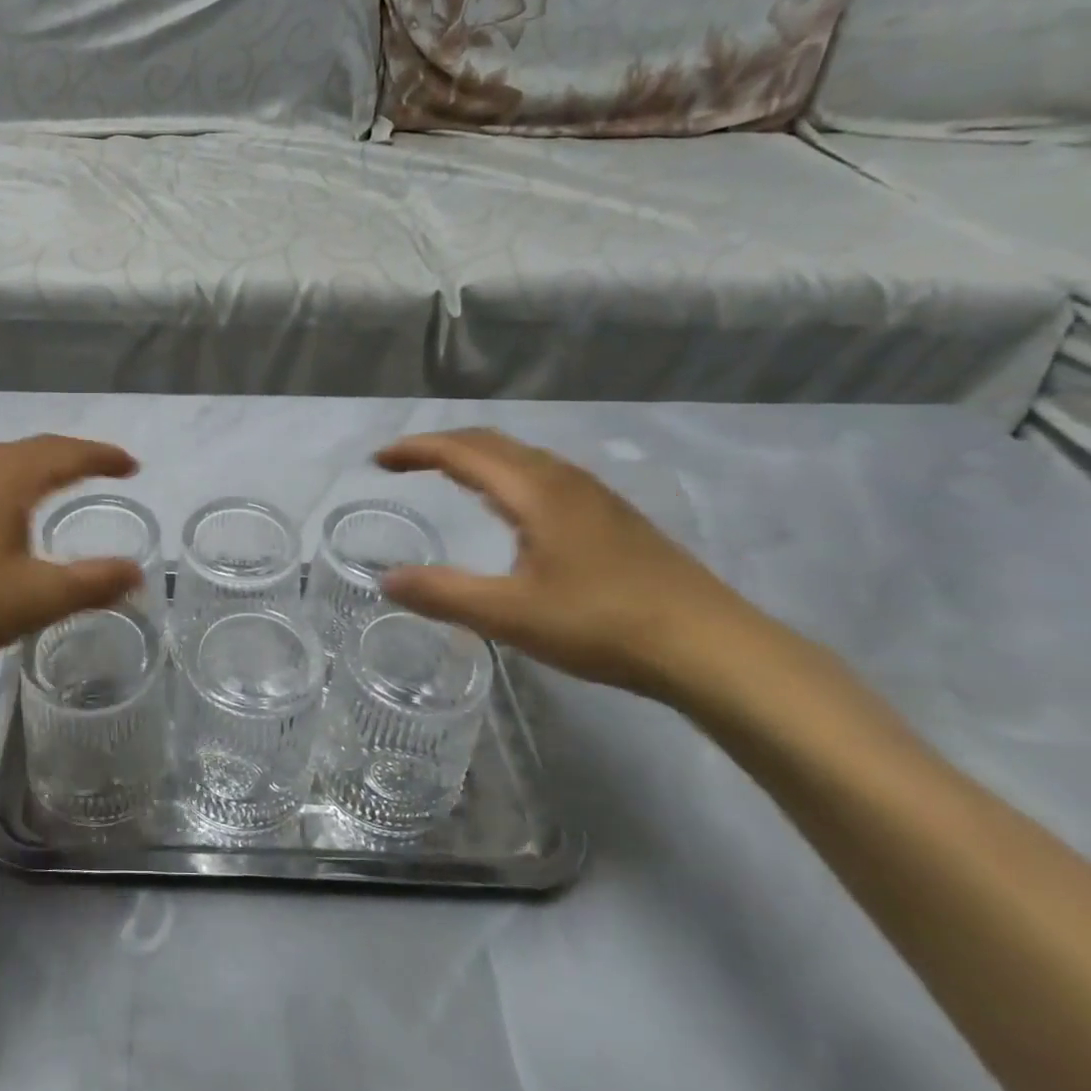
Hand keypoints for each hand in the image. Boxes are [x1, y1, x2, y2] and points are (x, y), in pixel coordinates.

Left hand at [0, 435, 145, 684]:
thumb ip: (92, 583)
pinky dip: (4, 484)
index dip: (103, 457)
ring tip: (55, 484)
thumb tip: (136, 572)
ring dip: (34, 467)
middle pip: (33, 449)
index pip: (67, 453)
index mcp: (8, 476)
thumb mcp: (36, 598)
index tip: (132, 466)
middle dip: (71, 456)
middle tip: (101, 470)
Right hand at [375, 428, 775, 705]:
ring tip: (445, 477)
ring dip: (476, 457)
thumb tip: (386, 579)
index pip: (463, 451)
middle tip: (403, 463)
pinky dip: (505, 474)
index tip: (379, 459)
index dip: (416, 449)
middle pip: (492, 443)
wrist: (711, 647)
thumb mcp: (510, 615)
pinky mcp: (612, 517)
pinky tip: (508, 508)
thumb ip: (443, 594)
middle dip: (441, 445)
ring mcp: (594, 496)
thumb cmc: (603, 624)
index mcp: (536, 491)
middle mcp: (564, 480)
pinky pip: (542, 475)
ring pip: (522, 457)